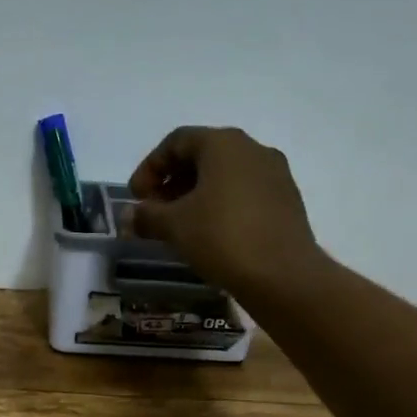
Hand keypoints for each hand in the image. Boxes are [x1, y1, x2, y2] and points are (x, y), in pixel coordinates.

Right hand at [128, 126, 320, 295]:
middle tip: (155, 211)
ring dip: (197, 195)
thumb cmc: (222, 238)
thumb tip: (129, 215)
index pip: (177, 141)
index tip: (136, 197)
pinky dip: (222, 205)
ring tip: (180, 225)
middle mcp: (253, 149)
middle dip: (173, 182)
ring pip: (226, 176)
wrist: (282, 275)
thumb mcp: (174, 226)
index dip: (150, 167)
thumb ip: (147, 216)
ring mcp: (275, 174)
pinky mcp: (287, 201)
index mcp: (223, 143)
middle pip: (203, 156)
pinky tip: (211, 234)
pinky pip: (245, 193)